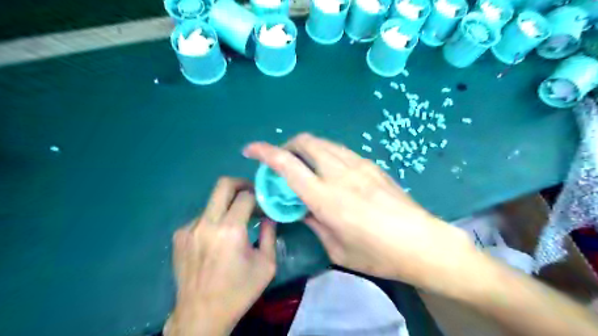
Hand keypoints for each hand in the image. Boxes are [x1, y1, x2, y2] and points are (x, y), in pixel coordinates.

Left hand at [163, 177, 275, 334]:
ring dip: (227, 207)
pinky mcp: (179, 236)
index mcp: (230, 230)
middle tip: (251, 195)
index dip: (259, 196)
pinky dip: (213, 221)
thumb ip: (270, 234)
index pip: (246, 196)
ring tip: (234, 224)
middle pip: (223, 184)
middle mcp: (207, 223)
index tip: (264, 205)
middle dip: (241, 184)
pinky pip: (201, 217)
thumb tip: (270, 215)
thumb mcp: (266, 264)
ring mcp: (189, 228)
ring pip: (213, 202)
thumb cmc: (239, 291)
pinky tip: (217, 239)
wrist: (201, 315)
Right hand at [242, 134, 476, 291]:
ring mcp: (358, 165)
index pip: (287, 164)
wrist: (422, 243)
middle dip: (287, 145)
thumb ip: (314, 222)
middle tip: (283, 161)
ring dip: (307, 148)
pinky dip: (326, 153)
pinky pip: (340, 150)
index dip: (265, 152)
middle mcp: (339, 173)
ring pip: (323, 142)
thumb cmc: (377, 254)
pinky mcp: (371, 165)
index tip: (251, 149)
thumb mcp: (337, 248)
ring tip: (305, 165)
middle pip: (305, 142)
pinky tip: (330, 170)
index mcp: (325, 197)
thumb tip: (302, 208)